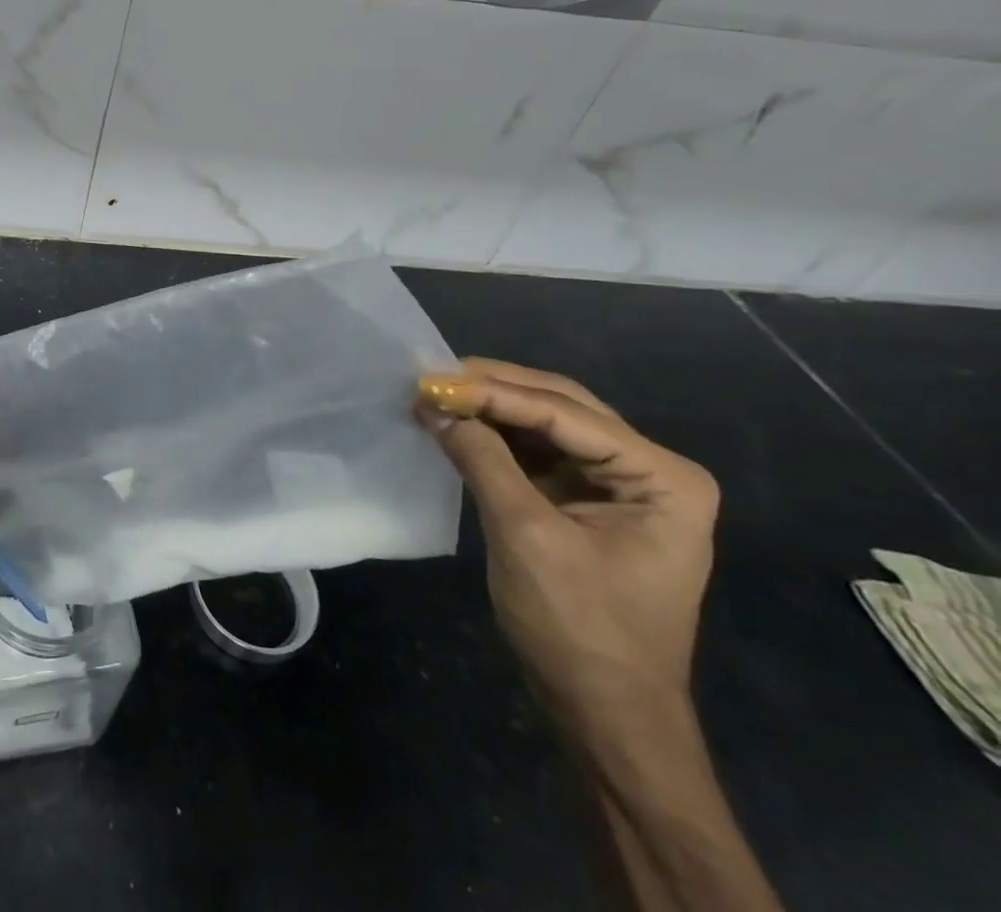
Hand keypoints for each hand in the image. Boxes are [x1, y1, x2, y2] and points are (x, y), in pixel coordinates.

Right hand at [415, 359, 719, 730]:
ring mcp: (618, 485)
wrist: (605, 713)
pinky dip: (492, 435)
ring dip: (488, 408)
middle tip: (429, 377)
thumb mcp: (526, 536)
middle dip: (492, 389)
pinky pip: (535, 451)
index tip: (430, 380)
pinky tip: (454, 425)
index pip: (565, 413)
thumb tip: (433, 406)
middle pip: (559, 405)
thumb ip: (483, 461)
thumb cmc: (580, 628)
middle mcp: (648, 470)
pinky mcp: (584, 500)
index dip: (493, 392)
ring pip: (544, 422)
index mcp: (661, 478)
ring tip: (432, 395)